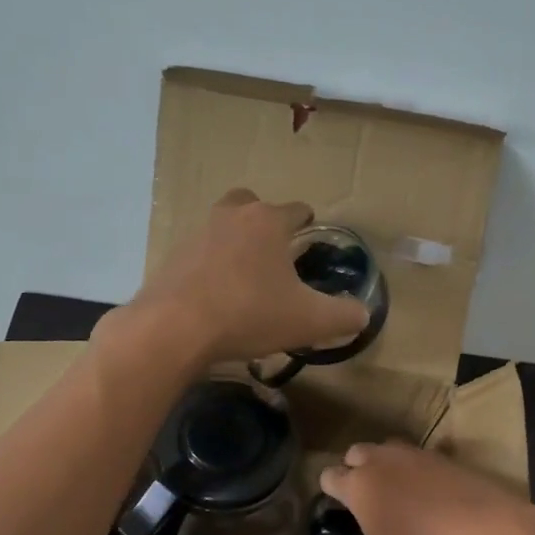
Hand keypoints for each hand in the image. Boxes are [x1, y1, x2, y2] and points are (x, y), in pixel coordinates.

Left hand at [117, 190, 369, 365]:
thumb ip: (343, 315)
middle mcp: (231, 216)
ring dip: (236, 245)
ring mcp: (196, 234)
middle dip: (266, 223)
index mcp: (268, 221)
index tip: (312, 239)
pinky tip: (218, 297)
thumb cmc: (249, 314)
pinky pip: (200, 256)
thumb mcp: (310, 321)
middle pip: (252, 206)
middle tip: (276, 253)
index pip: (297, 210)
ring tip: (247, 278)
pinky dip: (211, 269)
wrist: (175, 328)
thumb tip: (363, 314)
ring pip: (223, 229)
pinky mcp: (172, 259)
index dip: (309, 223)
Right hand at [318, 440, 534, 534]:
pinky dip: (422, 472)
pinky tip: (434, 496)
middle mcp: (383, 461)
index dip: (329, 492)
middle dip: (355, 469)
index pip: (328, 476)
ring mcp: (418, 455)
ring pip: (390, 448)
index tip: (337, 510)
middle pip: (356, 452)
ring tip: (399, 495)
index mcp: (358, 486)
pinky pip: (425, 457)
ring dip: (387, 465)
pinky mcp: (449, 458)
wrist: (487, 534)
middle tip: (366, 500)